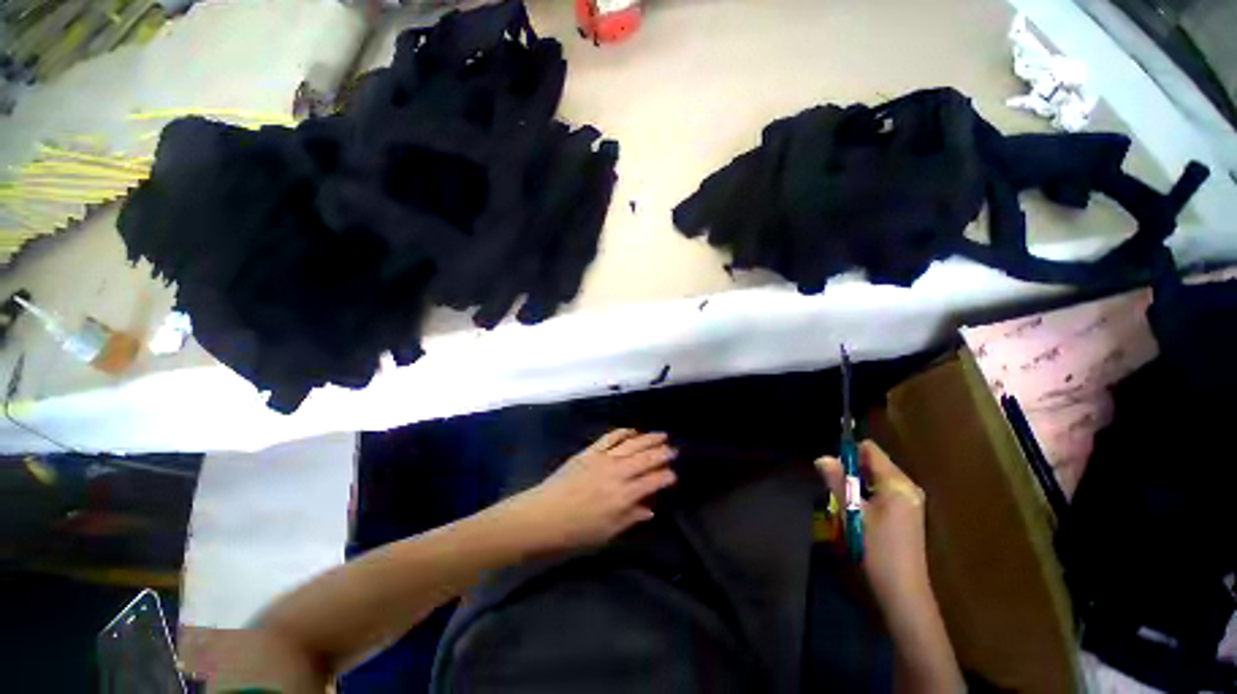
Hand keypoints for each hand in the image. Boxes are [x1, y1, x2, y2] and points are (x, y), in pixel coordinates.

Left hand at [504, 429, 677, 550]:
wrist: (542, 515)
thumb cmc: (576, 531)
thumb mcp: (607, 532)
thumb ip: (631, 517)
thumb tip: (650, 509)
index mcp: (624, 496)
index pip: (653, 481)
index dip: (666, 477)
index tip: (673, 475)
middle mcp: (617, 473)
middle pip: (645, 458)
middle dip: (662, 453)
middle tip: (673, 449)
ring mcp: (603, 459)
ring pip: (632, 444)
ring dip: (648, 439)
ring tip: (661, 435)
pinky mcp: (589, 451)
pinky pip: (610, 437)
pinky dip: (623, 432)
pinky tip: (632, 430)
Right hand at [816, 441, 929, 607]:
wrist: (903, 590)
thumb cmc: (877, 549)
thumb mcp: (852, 512)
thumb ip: (837, 482)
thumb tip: (822, 458)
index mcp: (897, 483)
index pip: (870, 450)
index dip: (848, 452)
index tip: (833, 468)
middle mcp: (908, 486)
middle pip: (874, 462)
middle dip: (852, 470)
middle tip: (836, 489)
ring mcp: (911, 500)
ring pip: (877, 477)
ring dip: (858, 483)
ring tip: (846, 503)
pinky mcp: (909, 512)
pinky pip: (884, 490)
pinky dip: (868, 494)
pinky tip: (859, 513)